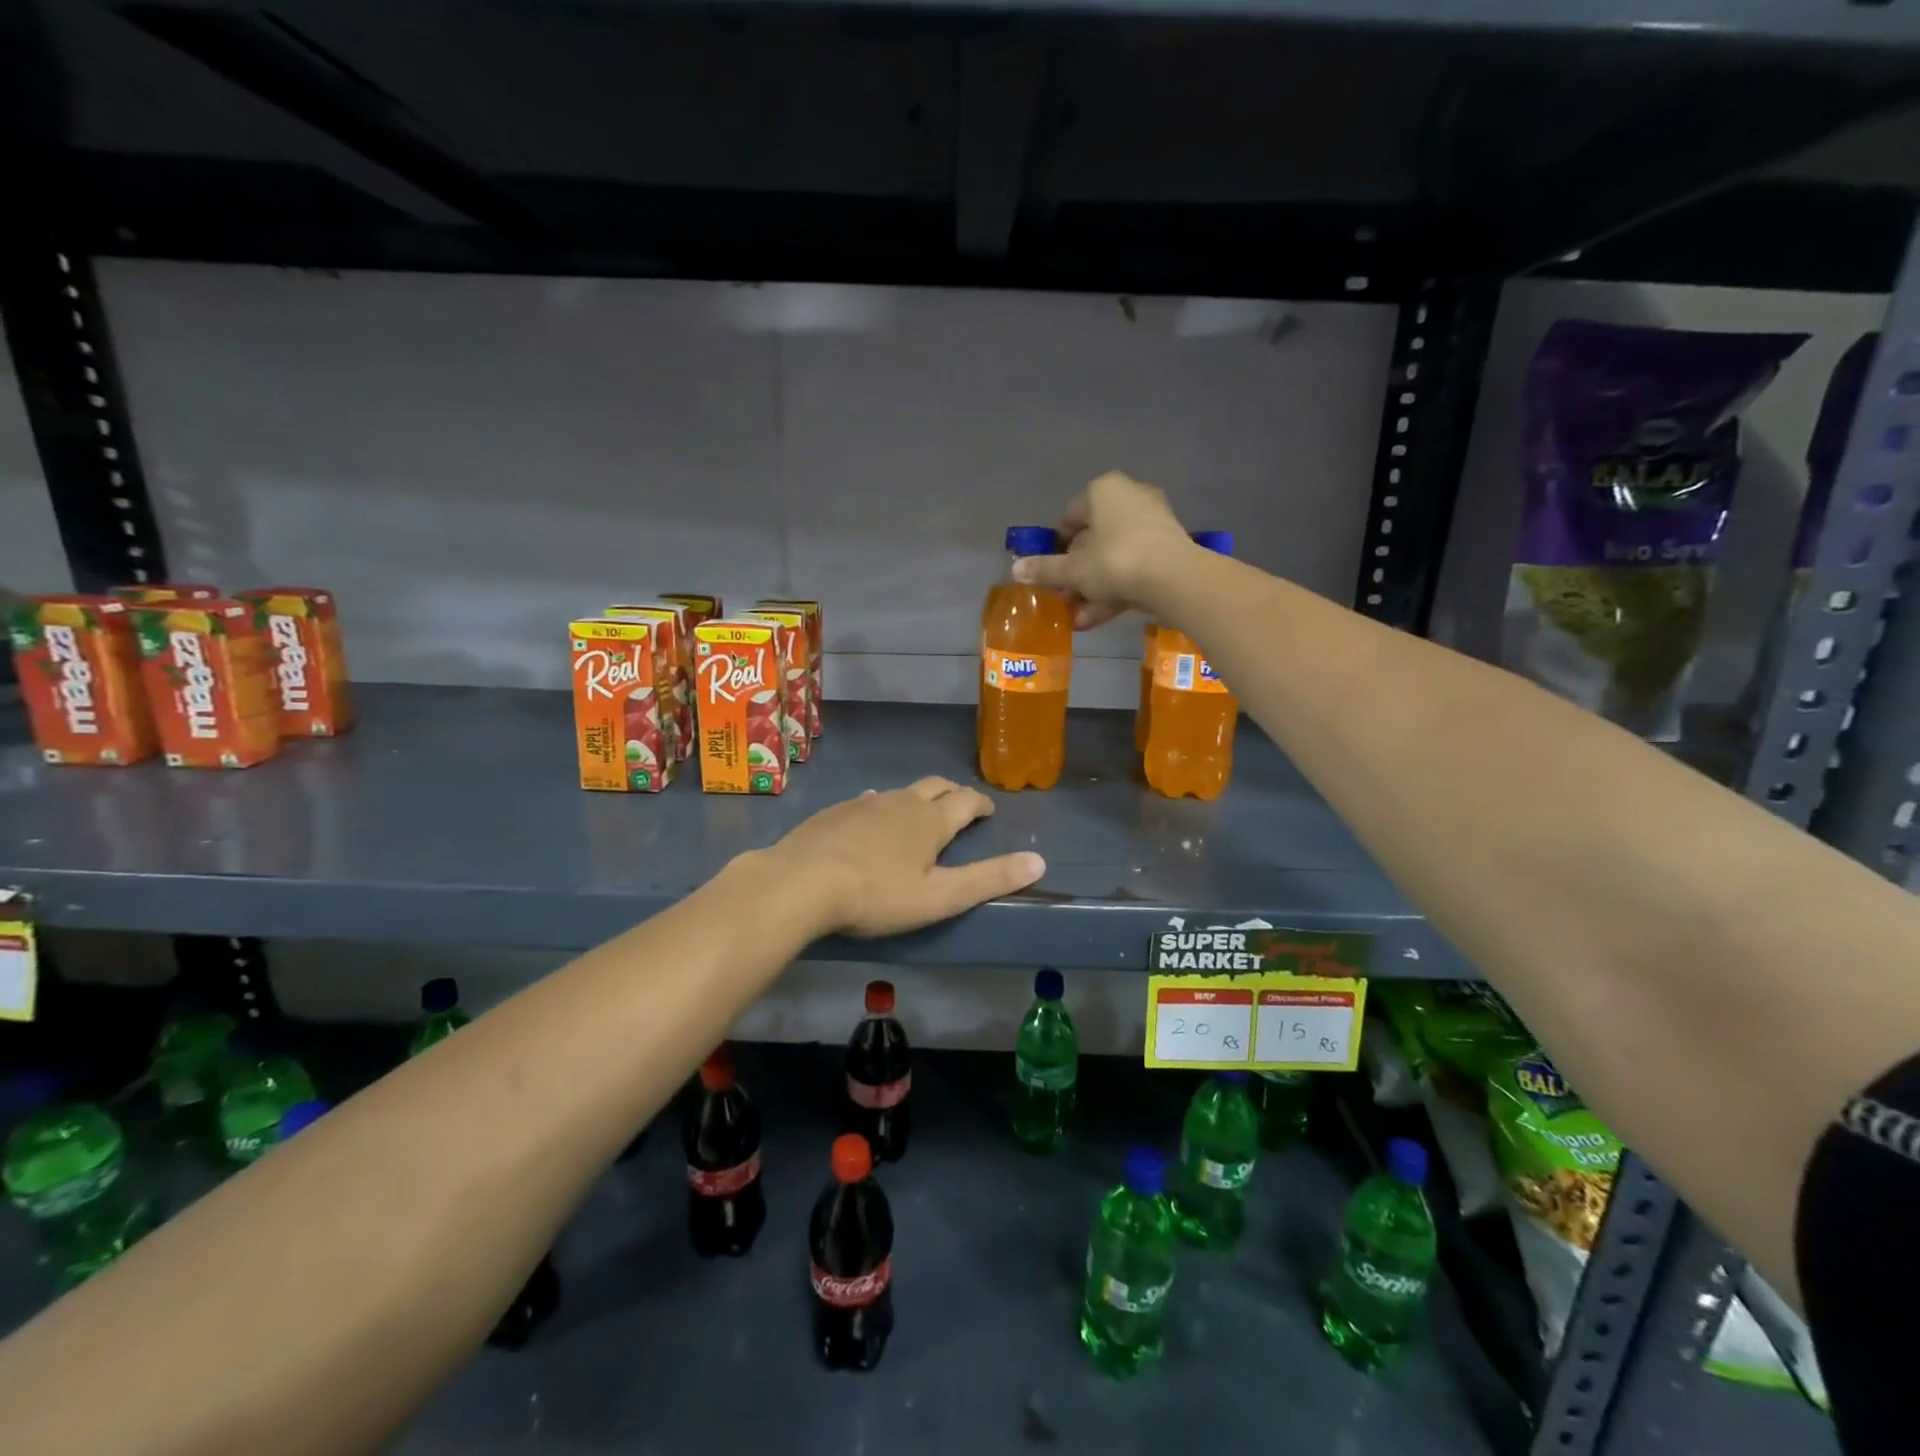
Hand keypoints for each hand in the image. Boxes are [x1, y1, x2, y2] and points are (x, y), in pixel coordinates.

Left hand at [768, 778, 1045, 938]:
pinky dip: (882, 806)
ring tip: (920, 813)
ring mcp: (865, 803)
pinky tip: (871, 815)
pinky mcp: (836, 812)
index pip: (965, 801)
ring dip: (917, 799)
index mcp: (930, 820)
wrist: (801, 882)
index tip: (989, 810)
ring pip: (900, 792)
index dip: (981, 804)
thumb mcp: (939, 897)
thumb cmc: (876, 895)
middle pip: (935, 787)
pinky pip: (868, 800)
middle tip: (961, 804)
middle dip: (953, 793)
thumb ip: (988, 879)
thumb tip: (1039, 860)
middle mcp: (901, 802)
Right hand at [1012, 471, 1195, 628]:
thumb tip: (1015, 569)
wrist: (1175, 579)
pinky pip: (1133, 569)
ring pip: (1113, 558)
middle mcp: (1129, 498)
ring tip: (1076, 618)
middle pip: (1093, 539)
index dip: (1056, 546)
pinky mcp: (1168, 550)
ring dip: (1093, 588)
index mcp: (1103, 491)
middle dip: (1076, 572)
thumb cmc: (1115, 561)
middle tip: (1062, 597)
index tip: (1049, 571)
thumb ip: (1044, 570)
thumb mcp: (1073, 570)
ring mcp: (1153, 524)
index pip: (1070, 516)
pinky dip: (1115, 591)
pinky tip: (1095, 619)